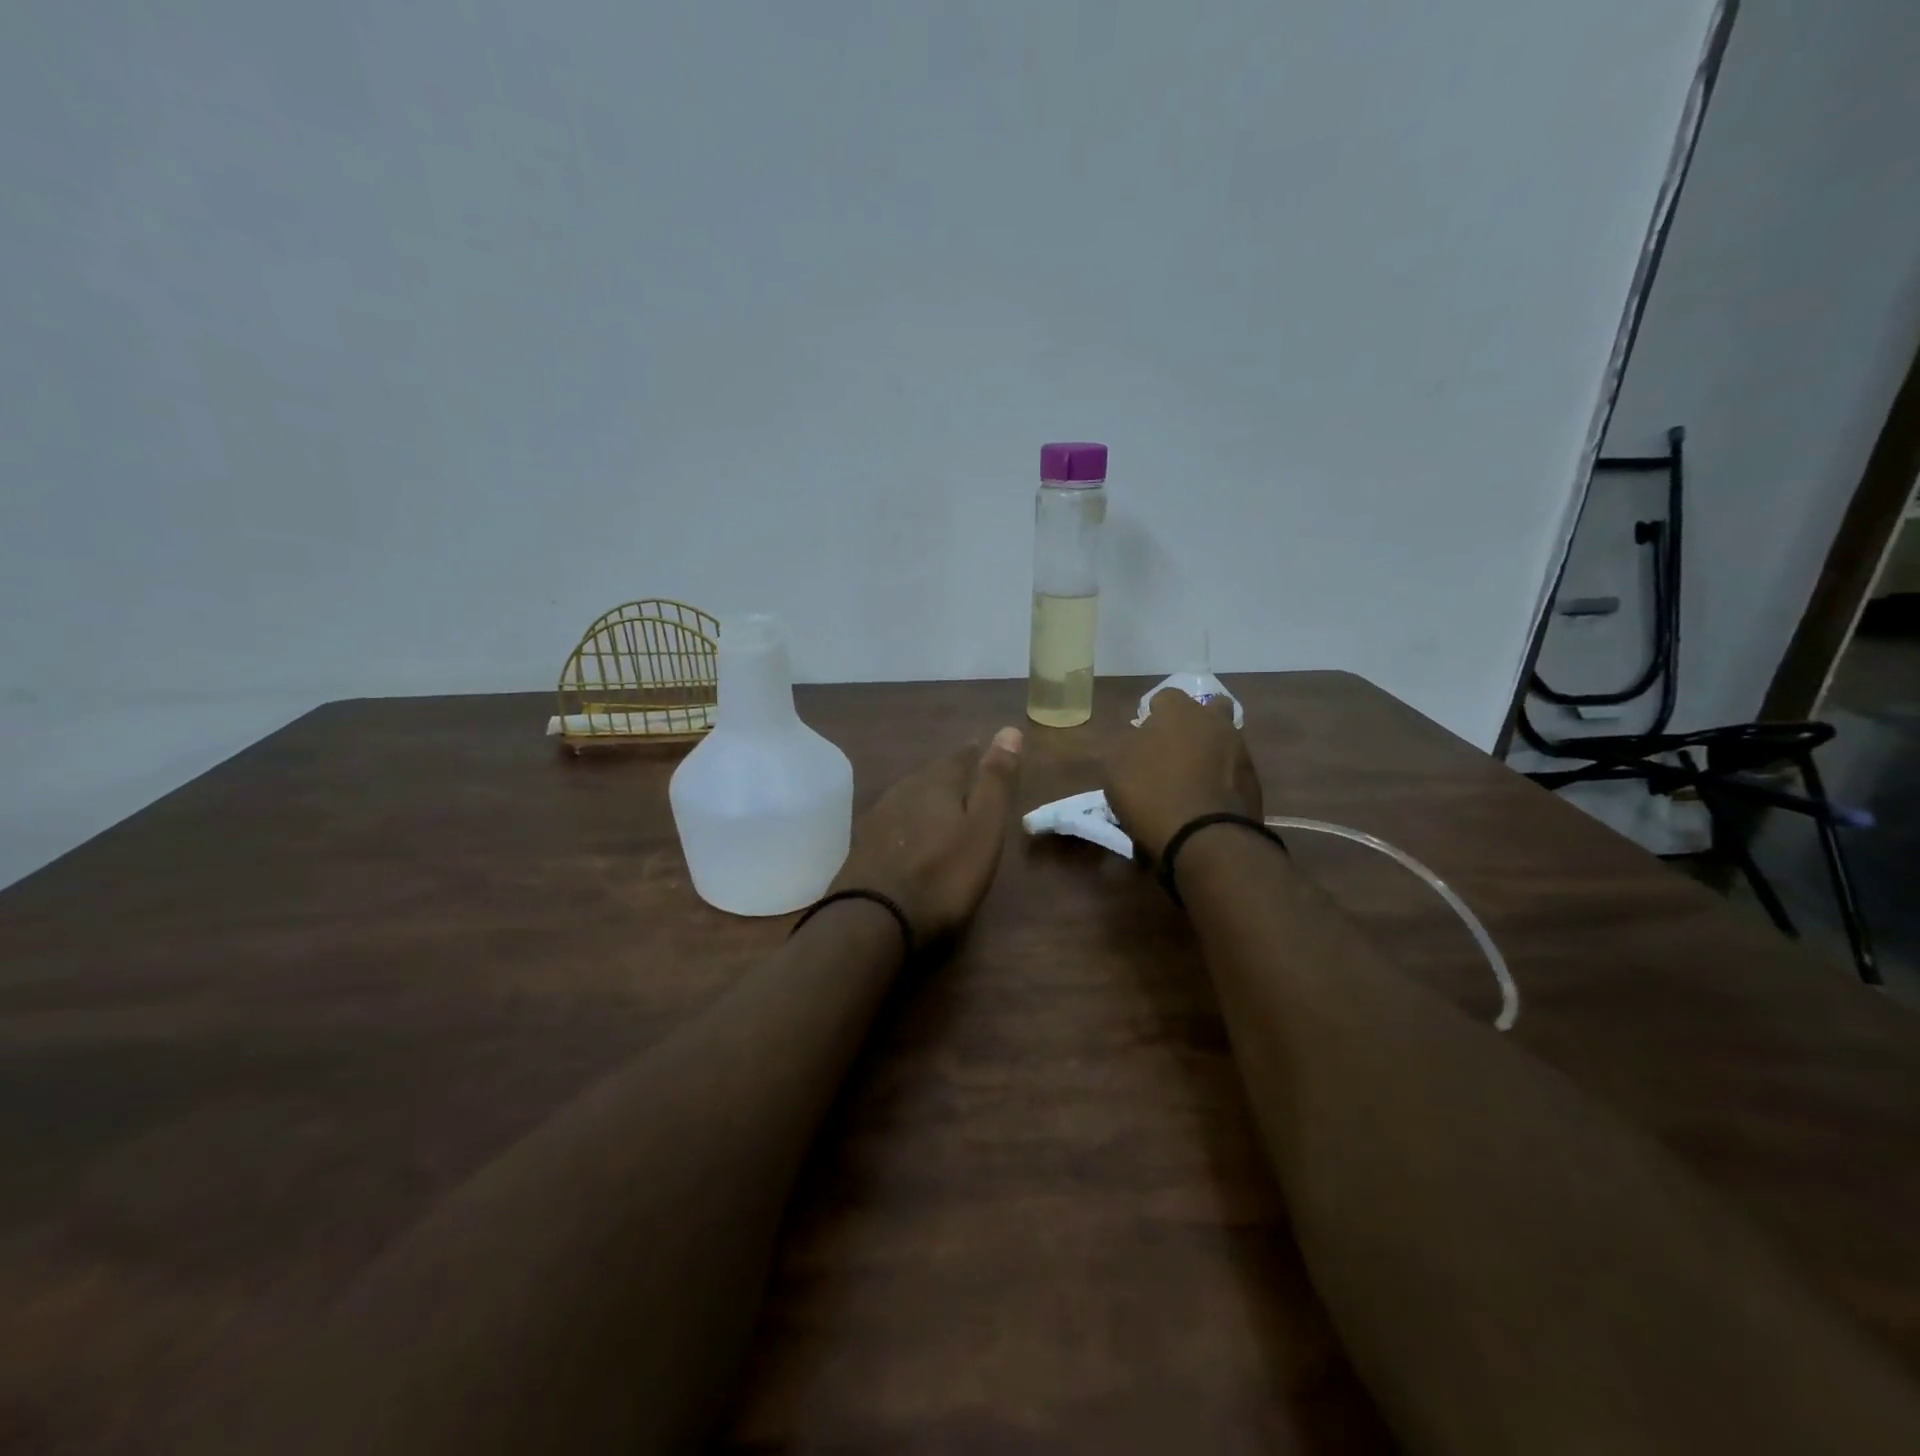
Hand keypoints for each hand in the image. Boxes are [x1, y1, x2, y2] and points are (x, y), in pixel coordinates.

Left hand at [830, 727, 1023, 943]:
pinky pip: (891, 818)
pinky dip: (905, 819)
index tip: (982, 748)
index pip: (959, 758)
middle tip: (962, 775)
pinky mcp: (862, 843)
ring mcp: (878, 816)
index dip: (974, 753)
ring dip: (923, 794)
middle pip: (930, 774)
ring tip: (937, 801)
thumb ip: (995, 782)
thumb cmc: (943, 874)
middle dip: (947, 773)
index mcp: (937, 783)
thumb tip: (1009, 728)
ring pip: (907, 794)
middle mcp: (904, 790)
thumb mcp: (983, 828)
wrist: (874, 916)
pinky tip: (906, 831)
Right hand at [1102, 690, 1262, 861]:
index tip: (1143, 738)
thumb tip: (1135, 739)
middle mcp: (1215, 722)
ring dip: (1209, 752)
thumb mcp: (1114, 766)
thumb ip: (1124, 744)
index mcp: (1179, 711)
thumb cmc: (1151, 792)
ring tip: (1189, 781)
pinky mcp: (1254, 781)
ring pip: (1223, 740)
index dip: (1153, 715)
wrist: (1205, 837)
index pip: (1165, 697)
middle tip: (1173, 751)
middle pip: (1207, 710)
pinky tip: (1205, 800)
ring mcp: (1240, 751)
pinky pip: (1233, 771)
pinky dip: (1220, 780)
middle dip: (1193, 724)